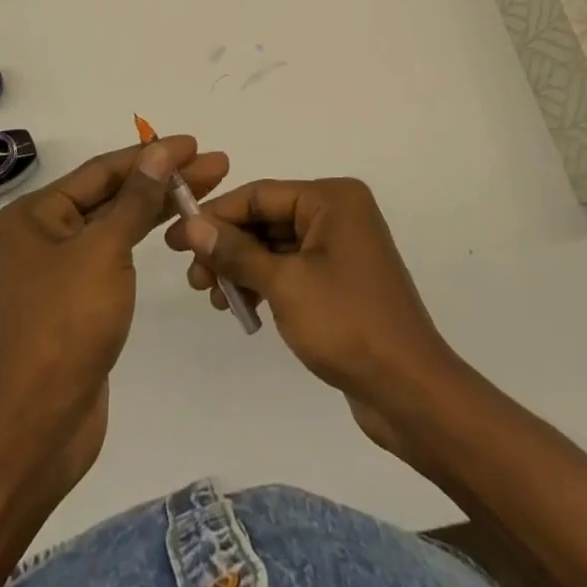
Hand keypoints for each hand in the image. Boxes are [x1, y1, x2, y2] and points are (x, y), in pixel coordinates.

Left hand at [0, 135, 227, 490]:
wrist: (40, 424)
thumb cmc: (67, 325)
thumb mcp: (105, 251)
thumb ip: (135, 199)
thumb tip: (158, 152)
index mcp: (36, 214)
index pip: (103, 170)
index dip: (152, 155)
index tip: (195, 144)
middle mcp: (43, 233)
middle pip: (113, 193)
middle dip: (164, 179)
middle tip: (216, 165)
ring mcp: (61, 267)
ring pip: (118, 222)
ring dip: (160, 205)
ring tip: (208, 188)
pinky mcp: (78, 297)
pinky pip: (116, 251)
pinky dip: (145, 235)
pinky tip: (176, 224)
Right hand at [164, 178, 462, 452]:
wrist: (410, 392)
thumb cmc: (347, 324)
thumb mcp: (284, 284)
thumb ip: (236, 252)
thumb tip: (191, 225)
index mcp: (332, 198)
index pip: (261, 194)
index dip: (216, 214)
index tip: (176, 238)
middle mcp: (339, 213)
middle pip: (268, 218)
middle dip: (228, 246)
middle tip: (193, 279)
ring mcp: (341, 247)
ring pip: (276, 246)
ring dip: (243, 269)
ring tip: (213, 299)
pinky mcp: (341, 280)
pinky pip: (292, 269)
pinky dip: (265, 283)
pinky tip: (243, 309)